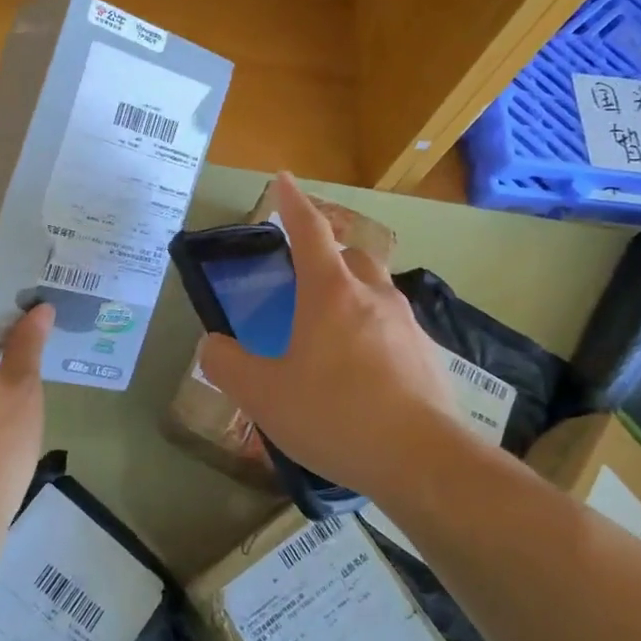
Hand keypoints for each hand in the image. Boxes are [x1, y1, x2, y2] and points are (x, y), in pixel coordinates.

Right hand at [199, 174, 483, 503]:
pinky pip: (394, 329)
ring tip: (331, 330)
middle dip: (328, 252)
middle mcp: (373, 296)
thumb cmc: (335, 415)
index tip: (285, 179)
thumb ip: (228, 366)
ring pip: (376, 291)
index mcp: (331, 292)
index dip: (293, 202)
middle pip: (351, 255)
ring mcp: (407, 325)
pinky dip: (373, 333)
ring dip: (352, 295)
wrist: (423, 461)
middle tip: (305, 273)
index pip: (309, 230)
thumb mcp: (264, 395)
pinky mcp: (428, 357)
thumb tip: (212, 345)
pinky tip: (363, 372)